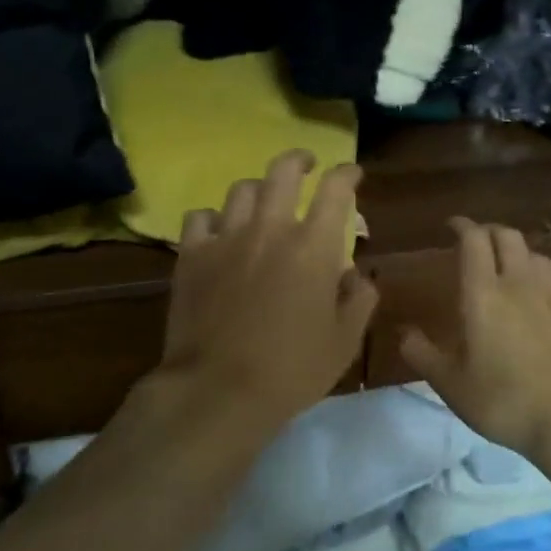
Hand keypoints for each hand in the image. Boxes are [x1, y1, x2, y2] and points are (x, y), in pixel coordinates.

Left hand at [159, 150, 378, 432]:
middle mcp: (270, 229)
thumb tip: (355, 274)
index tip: (352, 175)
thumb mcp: (344, 341)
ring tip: (263, 202)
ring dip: (259, 189)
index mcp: (313, 246)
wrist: (219, 390)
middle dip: (300, 160)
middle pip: (283, 170)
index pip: (335, 189)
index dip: (347, 174)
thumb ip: (359, 299)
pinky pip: (201, 217)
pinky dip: (214, 218)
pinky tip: (220, 231)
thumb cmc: (292, 369)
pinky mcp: (191, 255)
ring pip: (242, 189)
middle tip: (306, 165)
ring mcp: (226, 238)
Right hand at [399, 218, 550, 462]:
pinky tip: (539, 299)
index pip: (474, 240)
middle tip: (476, 242)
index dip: (462, 226)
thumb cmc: (505, 401)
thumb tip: (404, 332)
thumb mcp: (451, 385)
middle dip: (489, 231)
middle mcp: (521, 284)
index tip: (451, 225)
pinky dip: (540, 278)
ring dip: (517, 252)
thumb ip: (422, 354)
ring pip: (535, 255)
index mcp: (484, 294)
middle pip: (508, 237)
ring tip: (507, 268)